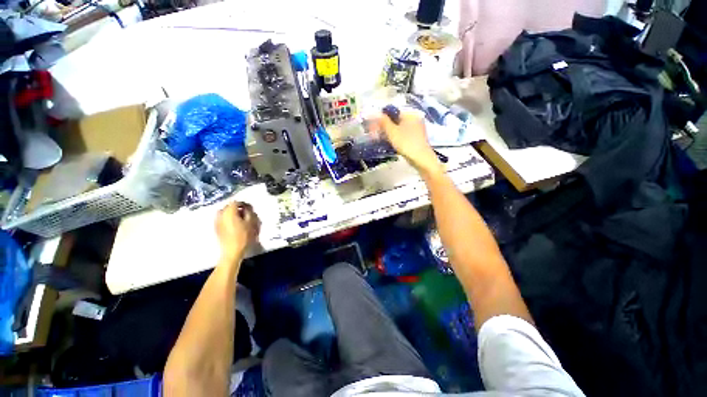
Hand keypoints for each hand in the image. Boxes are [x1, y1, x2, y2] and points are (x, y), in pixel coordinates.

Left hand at [215, 202, 260, 263]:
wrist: (232, 251)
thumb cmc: (244, 236)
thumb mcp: (251, 222)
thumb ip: (249, 212)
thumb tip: (247, 209)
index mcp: (229, 212)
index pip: (236, 202)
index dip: (244, 204)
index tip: (250, 208)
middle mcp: (220, 214)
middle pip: (229, 206)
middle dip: (237, 208)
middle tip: (246, 213)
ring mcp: (216, 221)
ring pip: (224, 212)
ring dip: (232, 213)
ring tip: (240, 219)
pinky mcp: (216, 228)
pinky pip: (222, 219)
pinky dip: (228, 219)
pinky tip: (234, 224)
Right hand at [372, 111, 442, 175]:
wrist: (421, 159)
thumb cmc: (406, 143)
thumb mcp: (392, 132)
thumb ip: (383, 121)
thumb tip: (374, 113)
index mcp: (410, 114)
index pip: (392, 112)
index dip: (381, 118)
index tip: (372, 125)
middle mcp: (414, 119)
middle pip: (395, 120)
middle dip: (383, 126)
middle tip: (373, 133)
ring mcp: (416, 129)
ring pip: (398, 128)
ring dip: (388, 132)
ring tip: (378, 139)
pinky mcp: (415, 138)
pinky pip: (402, 134)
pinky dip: (394, 137)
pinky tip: (388, 142)